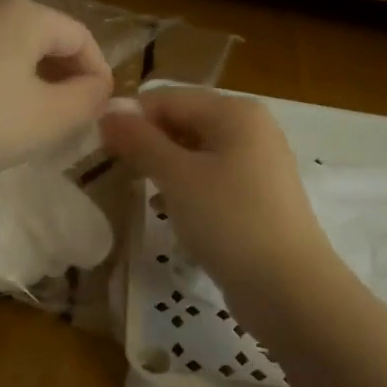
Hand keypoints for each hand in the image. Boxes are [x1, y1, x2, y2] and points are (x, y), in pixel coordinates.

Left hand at [0, 0, 112, 188]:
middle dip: (62, 75)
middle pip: (40, 36)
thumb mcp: (48, 118)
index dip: (98, 73)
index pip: (80, 37)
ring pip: (3, 45)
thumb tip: (98, 87)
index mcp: (23, 13)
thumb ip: (87, 100)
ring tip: (25, 117)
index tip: (99, 111)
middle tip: (67, 116)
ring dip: (26, 77)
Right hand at [100, 88, 338, 297]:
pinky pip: (212, 180)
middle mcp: (251, 129)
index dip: (131, 117)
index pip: (168, 98)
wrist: (288, 288)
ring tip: (136, 191)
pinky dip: (187, 190)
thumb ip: (140, 142)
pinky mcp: (258, 198)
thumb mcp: (178, 177)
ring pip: (197, 154)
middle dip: (148, 144)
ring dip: (164, 168)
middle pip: (185, 122)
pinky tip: (166, 211)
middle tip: (114, 170)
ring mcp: (258, 165)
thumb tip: (108, 113)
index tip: (98, 146)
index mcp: (235, 112)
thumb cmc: (229, 221)